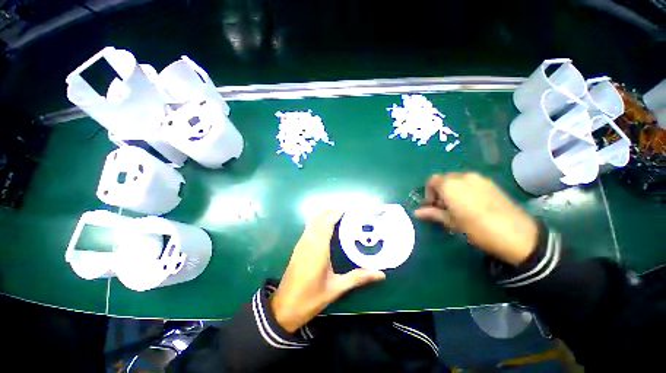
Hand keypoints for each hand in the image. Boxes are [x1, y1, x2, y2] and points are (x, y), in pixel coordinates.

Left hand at [270, 210, 385, 332]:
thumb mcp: (336, 288)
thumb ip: (358, 278)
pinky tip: (327, 229)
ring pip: (312, 221)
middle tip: (348, 215)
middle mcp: (308, 241)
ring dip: (325, 216)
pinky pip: (309, 227)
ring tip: (340, 219)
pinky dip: (318, 222)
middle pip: (319, 218)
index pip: (326, 222)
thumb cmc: (310, 298)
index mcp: (318, 249)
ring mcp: (301, 243)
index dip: (336, 213)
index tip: (350, 212)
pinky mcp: (298, 247)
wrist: (284, 308)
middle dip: (332, 212)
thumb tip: (381, 274)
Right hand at [414, 173, 537, 265]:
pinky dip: (465, 190)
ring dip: (452, 190)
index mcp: (450, 185)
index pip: (432, 181)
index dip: (429, 193)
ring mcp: (479, 179)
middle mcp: (463, 177)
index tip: (432, 206)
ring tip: (457, 207)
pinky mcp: (491, 183)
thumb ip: (433, 213)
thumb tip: (417, 213)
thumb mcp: (451, 222)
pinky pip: (471, 182)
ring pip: (458, 180)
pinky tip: (472, 205)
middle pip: (445, 179)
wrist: (517, 235)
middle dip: (440, 191)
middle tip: (444, 208)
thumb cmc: (477, 228)